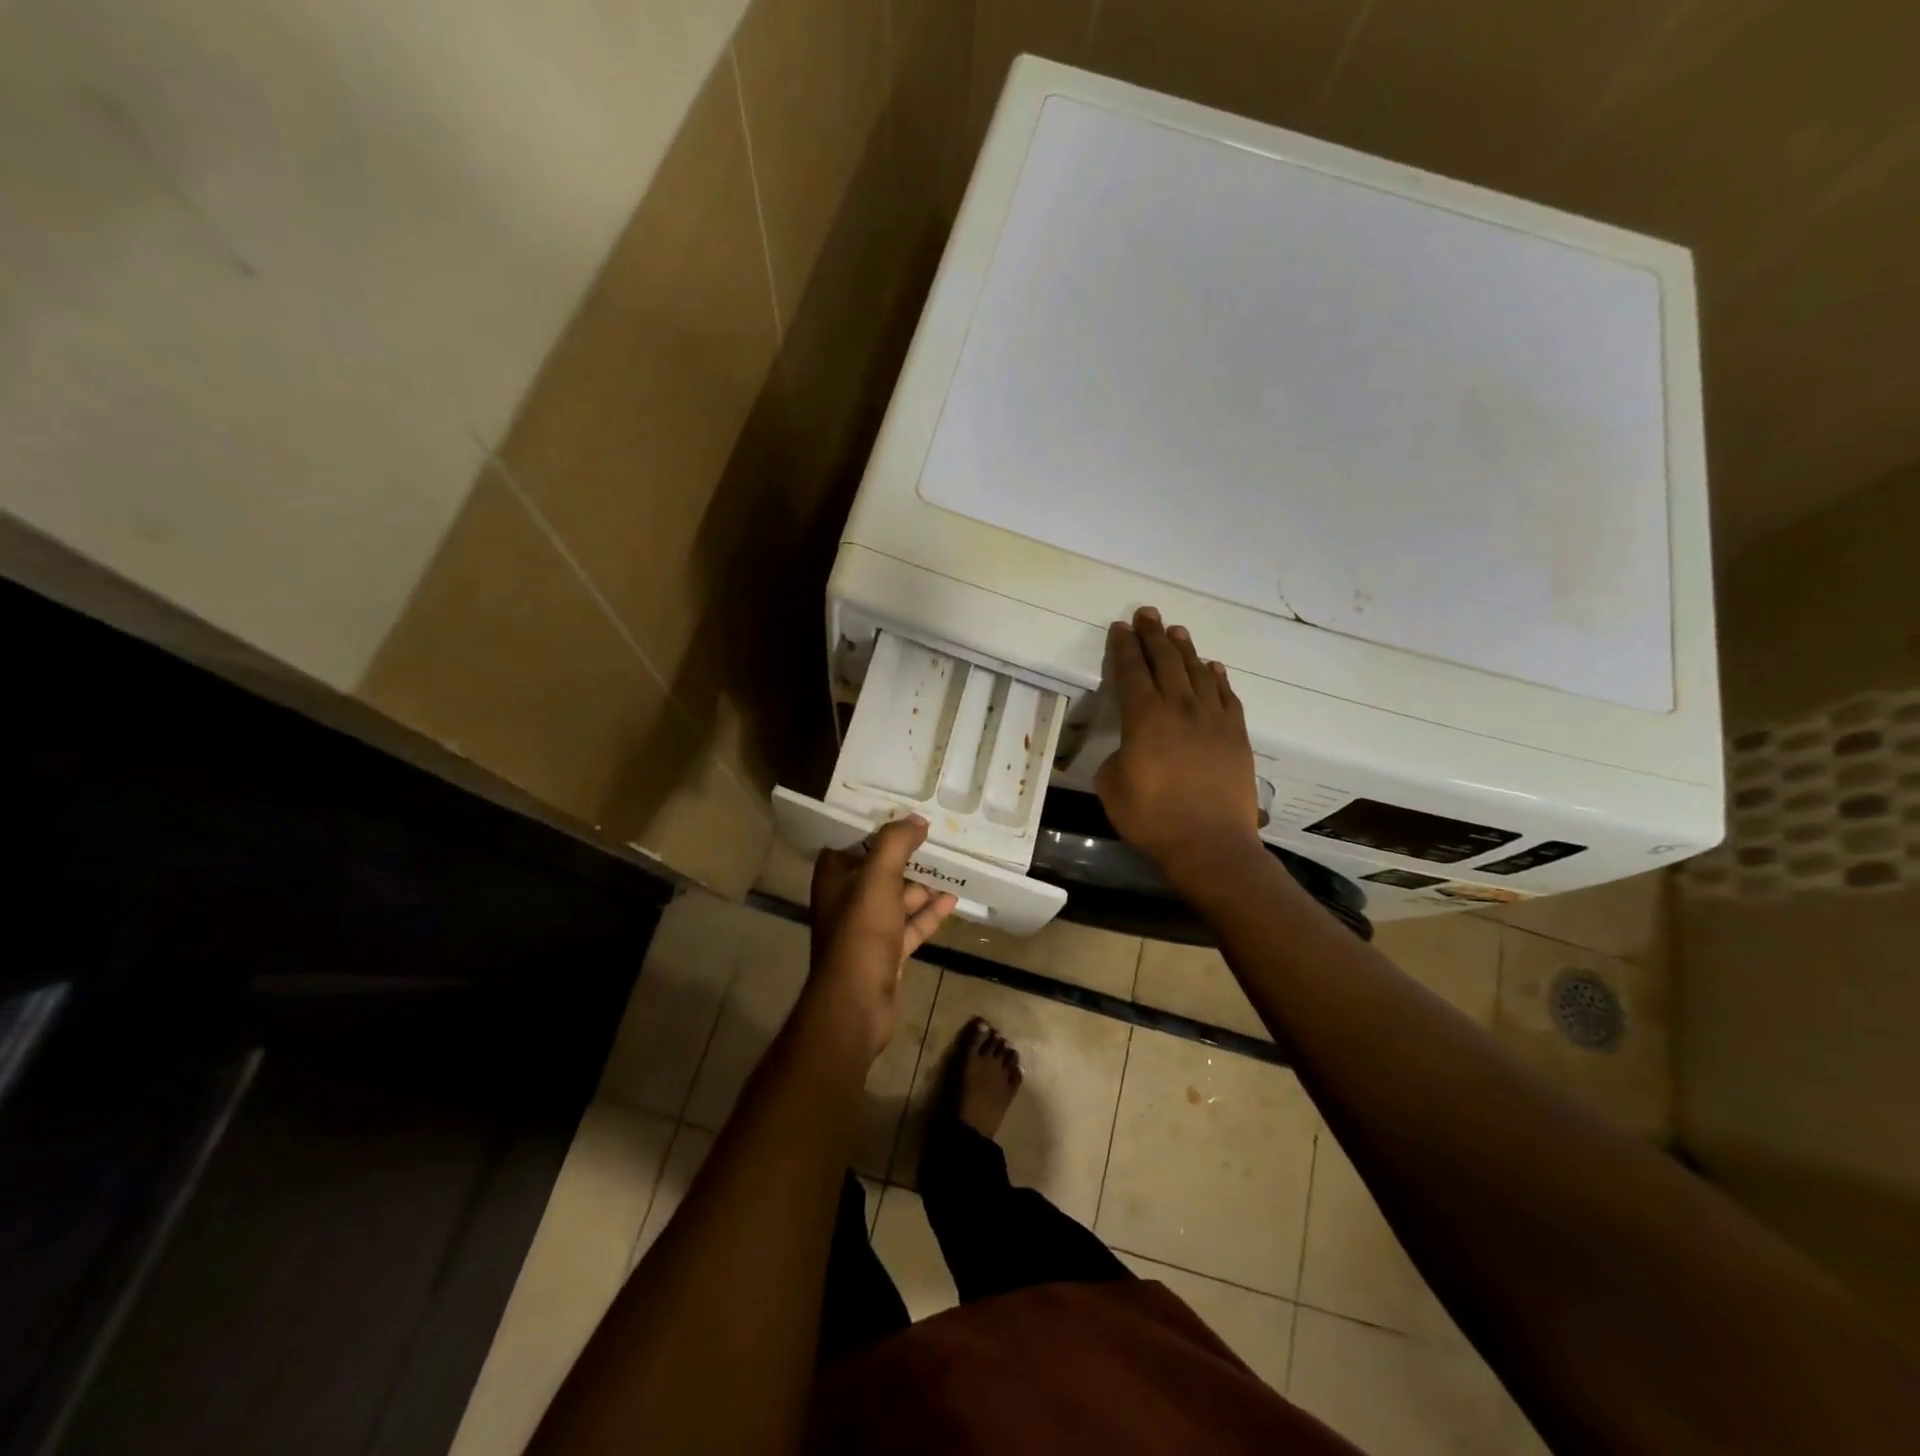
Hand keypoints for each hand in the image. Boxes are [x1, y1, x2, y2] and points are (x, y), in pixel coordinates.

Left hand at [806, 816, 956, 1060]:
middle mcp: (847, 899)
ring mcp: (867, 928)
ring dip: (923, 884)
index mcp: (834, 877)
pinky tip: (953, 899)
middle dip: (907, 854)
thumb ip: (896, 844)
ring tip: (953, 865)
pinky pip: (910, 925)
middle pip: (880, 869)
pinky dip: (929, 913)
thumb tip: (917, 820)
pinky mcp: (886, 952)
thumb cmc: (861, 932)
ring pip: (898, 897)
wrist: (856, 1003)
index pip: (854, 841)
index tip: (906, 812)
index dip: (878, 827)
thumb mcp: (877, 878)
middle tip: (938, 835)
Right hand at [1095, 607, 1264, 879]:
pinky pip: (1227, 697)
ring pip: (1198, 672)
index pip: (1131, 671)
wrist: (1210, 844)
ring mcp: (1213, 720)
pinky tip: (1212, 668)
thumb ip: (1116, 756)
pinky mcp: (1237, 736)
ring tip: (1177, 631)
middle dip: (1153, 635)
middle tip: (1147, 614)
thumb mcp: (1111, 786)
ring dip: (1185, 649)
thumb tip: (1130, 748)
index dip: (1123, 648)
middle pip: (1165, 661)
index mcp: (1144, 717)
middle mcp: (1180, 708)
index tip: (1119, 628)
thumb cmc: (1152, 818)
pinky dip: (1218, 678)